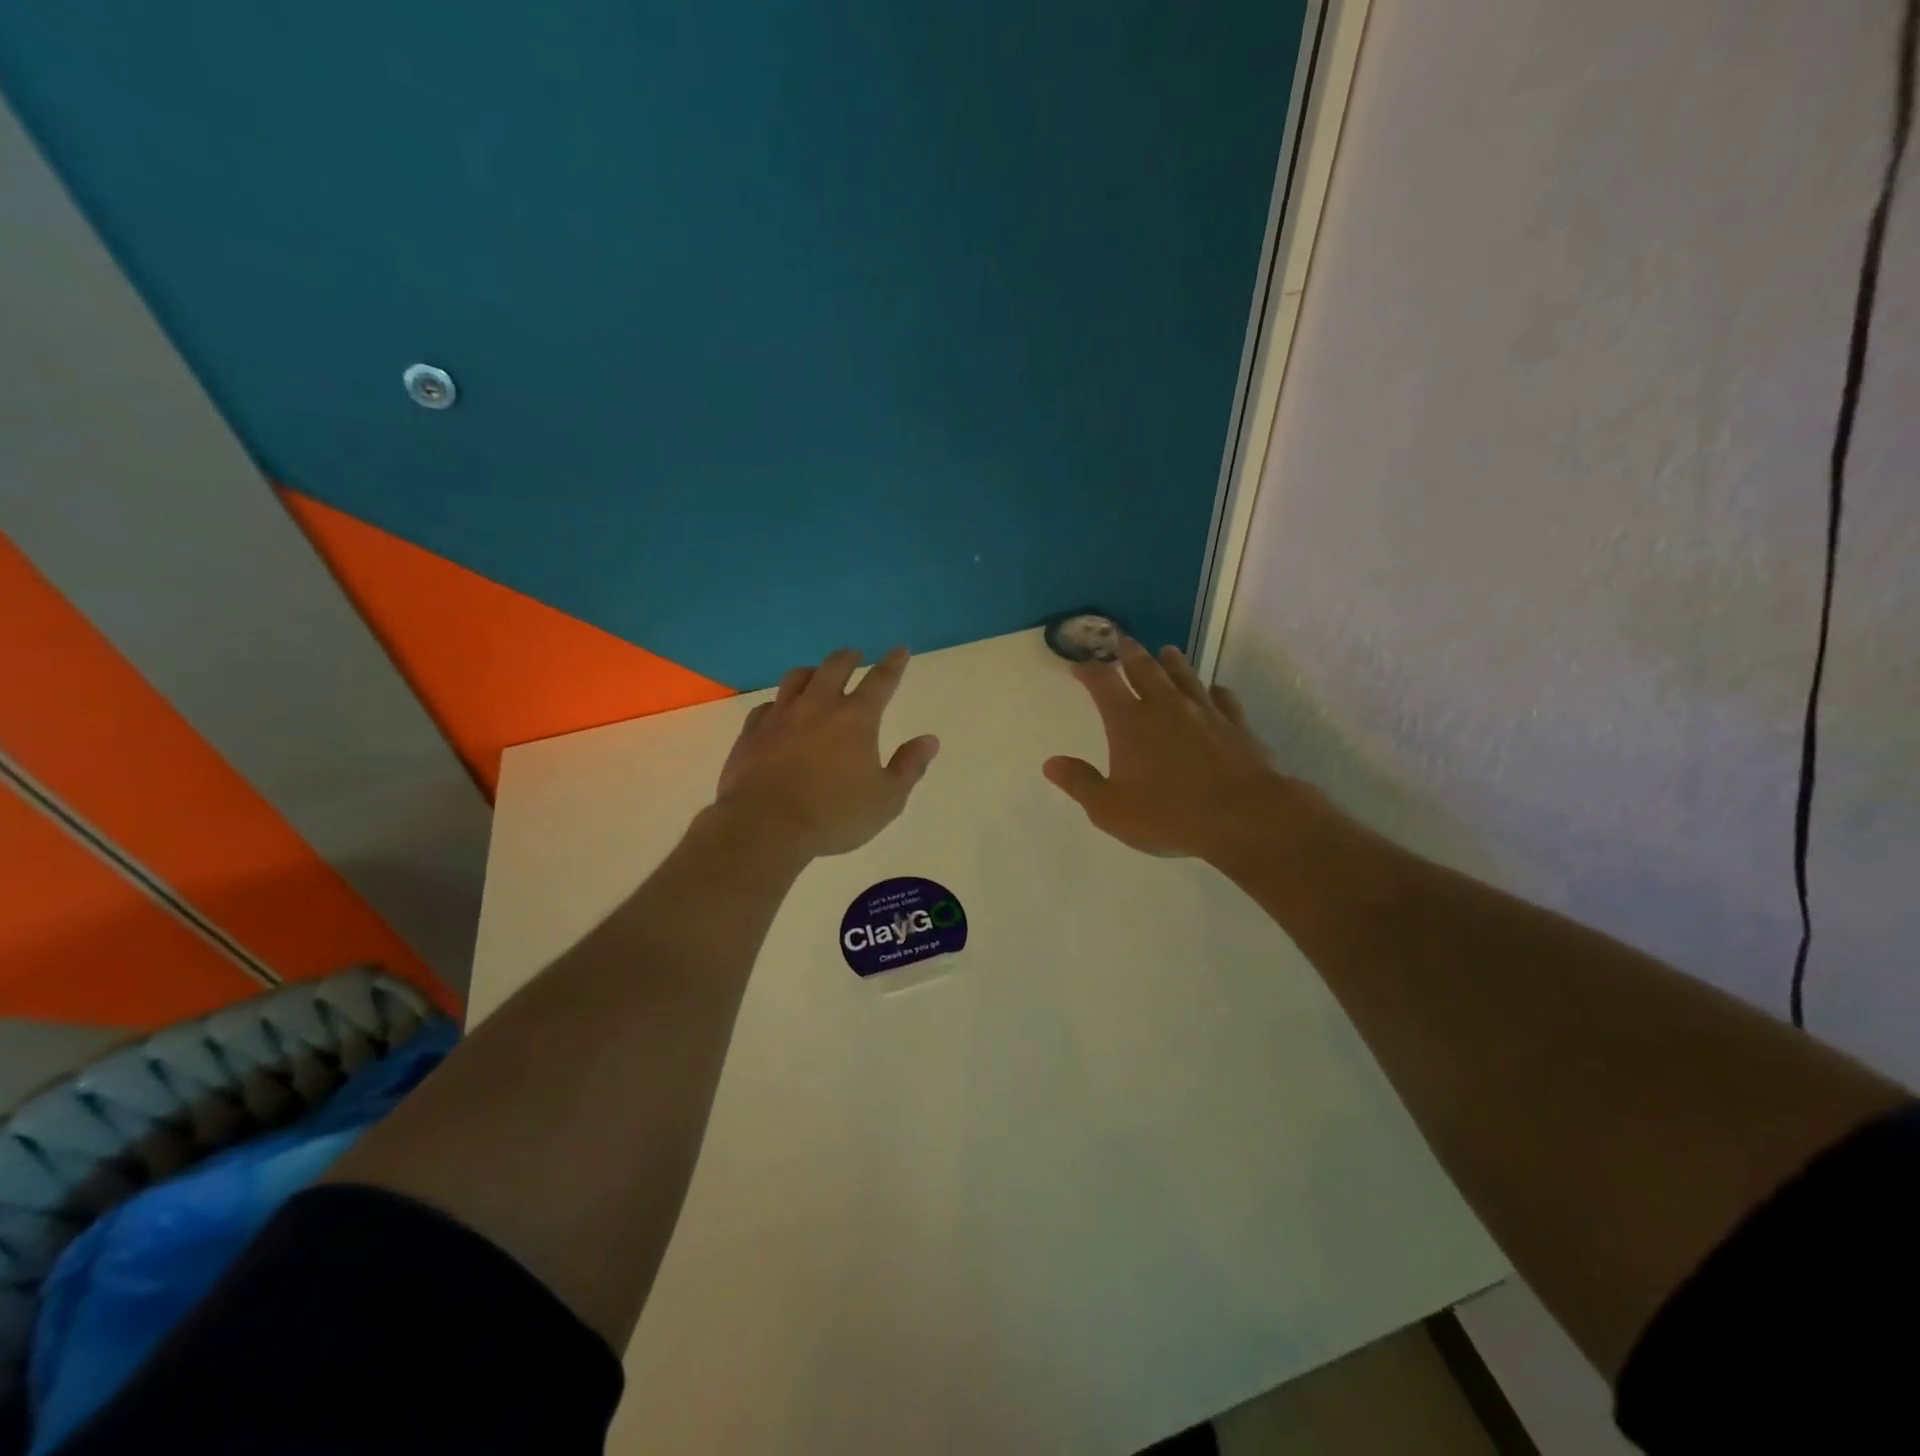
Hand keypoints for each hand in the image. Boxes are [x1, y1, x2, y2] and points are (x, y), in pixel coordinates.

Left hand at [714, 647, 939, 858]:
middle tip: (855, 655)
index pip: (880, 680)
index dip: (893, 663)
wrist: (764, 826)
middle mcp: (818, 706)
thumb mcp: (886, 800)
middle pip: (834, 667)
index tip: (900, 650)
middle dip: (849, 657)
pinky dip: (780, 703)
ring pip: (797, 677)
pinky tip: (780, 712)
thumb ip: (909, 767)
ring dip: (812, 671)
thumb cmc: (833, 816)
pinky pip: (767, 706)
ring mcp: (780, 716)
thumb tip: (929, 740)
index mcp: (856, 719)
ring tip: (817, 675)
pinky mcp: (752, 732)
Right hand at [1044, 639, 1306, 861]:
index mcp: (1130, 722)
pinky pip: (1223, 698)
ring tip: (1167, 651)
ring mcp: (1205, 712)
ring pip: (1185, 676)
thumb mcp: (1111, 809)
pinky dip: (1215, 691)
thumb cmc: (1169, 814)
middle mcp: (1165, 706)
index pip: (1103, 684)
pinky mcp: (1236, 725)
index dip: (1089, 671)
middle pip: (1145, 669)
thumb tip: (1051, 763)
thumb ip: (1080, 783)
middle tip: (1123, 642)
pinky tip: (1215, 690)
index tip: (1080, 666)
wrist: (1244, 816)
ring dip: (1173, 662)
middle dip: (1130, 654)